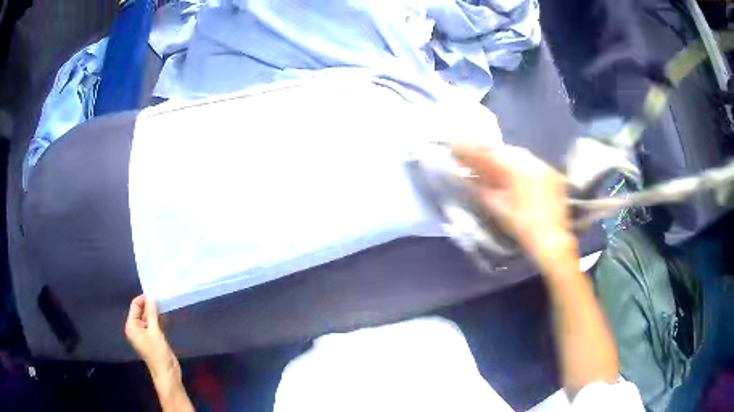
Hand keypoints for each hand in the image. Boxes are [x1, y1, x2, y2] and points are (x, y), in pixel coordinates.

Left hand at [125, 295, 179, 380]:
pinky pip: (153, 324)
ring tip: (165, 305)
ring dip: (155, 312)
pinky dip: (158, 320)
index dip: (144, 299)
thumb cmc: (158, 353)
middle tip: (161, 298)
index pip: (135, 306)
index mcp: (132, 326)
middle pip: (141, 311)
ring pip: (148, 317)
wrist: (167, 373)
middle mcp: (136, 328)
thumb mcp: (155, 332)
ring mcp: (144, 334)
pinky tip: (166, 316)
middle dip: (150, 305)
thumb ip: (152, 313)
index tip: (155, 294)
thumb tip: (151, 296)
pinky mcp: (153, 338)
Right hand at [452, 143, 577, 273]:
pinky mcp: (552, 175)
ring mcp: (545, 167)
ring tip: (489, 164)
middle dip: (486, 153)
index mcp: (518, 169)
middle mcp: (533, 162)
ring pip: (518, 155)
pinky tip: (510, 173)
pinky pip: (531, 162)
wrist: (553, 241)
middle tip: (471, 158)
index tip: (454, 147)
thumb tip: (467, 178)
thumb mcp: (498, 209)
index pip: (489, 153)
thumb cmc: (523, 227)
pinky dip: (517, 165)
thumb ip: (481, 189)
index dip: (470, 150)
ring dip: (502, 158)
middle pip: (504, 150)